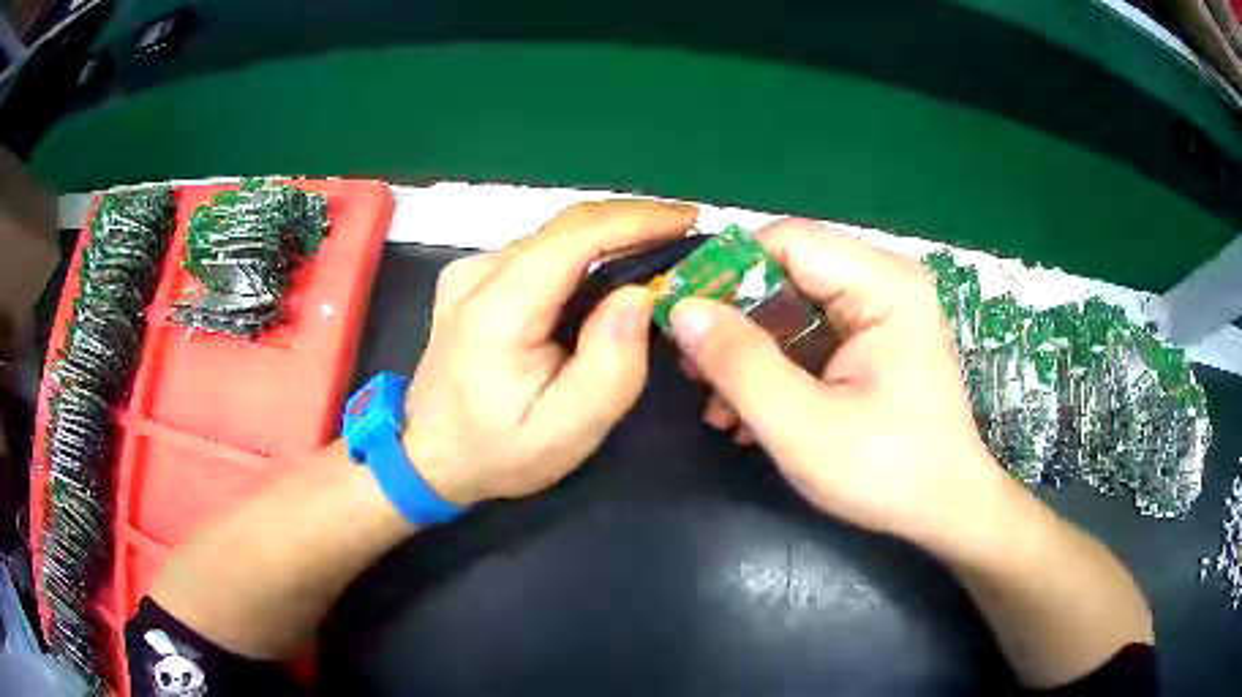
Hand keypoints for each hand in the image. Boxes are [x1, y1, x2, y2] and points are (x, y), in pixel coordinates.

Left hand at [403, 200, 698, 505]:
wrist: (428, 455)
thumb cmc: (497, 451)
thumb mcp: (567, 430)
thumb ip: (611, 365)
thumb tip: (640, 295)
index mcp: (495, 310)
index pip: (573, 238)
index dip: (636, 219)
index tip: (689, 218)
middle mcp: (477, 274)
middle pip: (566, 228)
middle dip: (632, 223)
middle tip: (685, 235)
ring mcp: (470, 271)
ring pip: (555, 236)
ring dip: (610, 237)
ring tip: (659, 252)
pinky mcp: (473, 277)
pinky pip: (540, 251)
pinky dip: (584, 253)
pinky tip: (611, 271)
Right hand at [669, 219, 1015, 546]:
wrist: (947, 511)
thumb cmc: (887, 473)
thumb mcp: (803, 426)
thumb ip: (740, 363)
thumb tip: (681, 309)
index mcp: (884, 284)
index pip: (786, 241)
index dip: (725, 271)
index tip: (679, 316)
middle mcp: (886, 281)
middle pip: (788, 271)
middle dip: (734, 321)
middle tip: (691, 369)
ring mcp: (882, 311)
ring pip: (794, 306)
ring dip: (750, 352)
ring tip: (716, 404)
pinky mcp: (876, 340)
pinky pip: (811, 335)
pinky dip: (776, 367)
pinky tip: (749, 413)